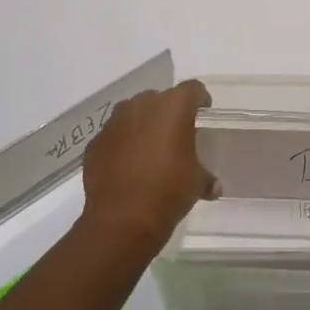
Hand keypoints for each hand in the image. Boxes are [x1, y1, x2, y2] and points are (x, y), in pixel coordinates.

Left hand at [80, 80, 217, 244]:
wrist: (122, 220)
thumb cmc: (168, 191)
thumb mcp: (196, 184)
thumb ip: (206, 178)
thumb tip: (214, 187)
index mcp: (173, 107)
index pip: (193, 89)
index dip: (200, 99)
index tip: (203, 113)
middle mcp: (143, 105)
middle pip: (160, 99)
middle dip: (168, 113)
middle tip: (175, 136)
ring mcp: (115, 122)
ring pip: (133, 114)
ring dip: (142, 126)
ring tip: (148, 150)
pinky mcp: (96, 142)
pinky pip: (114, 136)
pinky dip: (121, 145)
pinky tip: (126, 167)